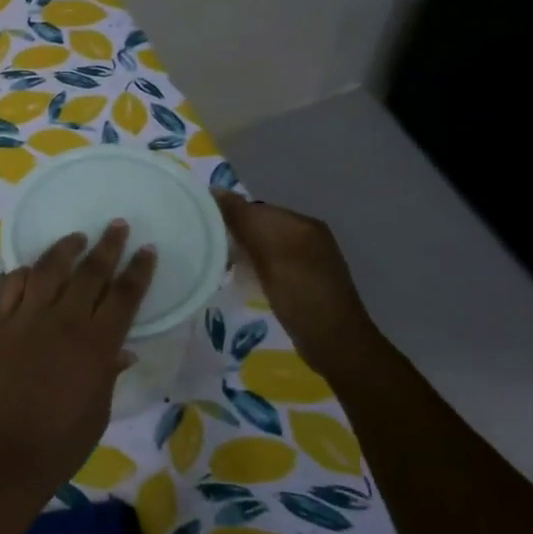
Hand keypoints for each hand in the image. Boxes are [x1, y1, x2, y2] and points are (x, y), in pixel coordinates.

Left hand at [0, 221, 156, 503]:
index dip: (138, 270)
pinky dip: (21, 272)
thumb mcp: (98, 411)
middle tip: (117, 226)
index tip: (147, 249)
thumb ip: (108, 372)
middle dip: (108, 246)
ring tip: (76, 237)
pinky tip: (28, 268)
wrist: (4, 455)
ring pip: (48, 269)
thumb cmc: (61, 442)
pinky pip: (9, 286)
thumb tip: (122, 349)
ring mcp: (26, 319)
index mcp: (97, 345)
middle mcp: (64, 321)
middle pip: (90, 272)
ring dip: (65, 248)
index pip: (125, 295)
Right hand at [214, 191, 378, 374]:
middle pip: (258, 226)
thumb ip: (244, 220)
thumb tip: (215, 190)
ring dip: (241, 252)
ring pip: (262, 246)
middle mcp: (306, 236)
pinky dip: (252, 267)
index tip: (199, 226)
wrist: (334, 343)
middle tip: (203, 247)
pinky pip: (268, 264)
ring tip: (215, 264)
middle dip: (233, 233)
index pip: (255, 208)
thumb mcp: (270, 252)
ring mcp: (306, 261)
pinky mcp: (301, 282)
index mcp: (302, 223)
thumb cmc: (301, 293)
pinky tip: (239, 280)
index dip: (227, 214)